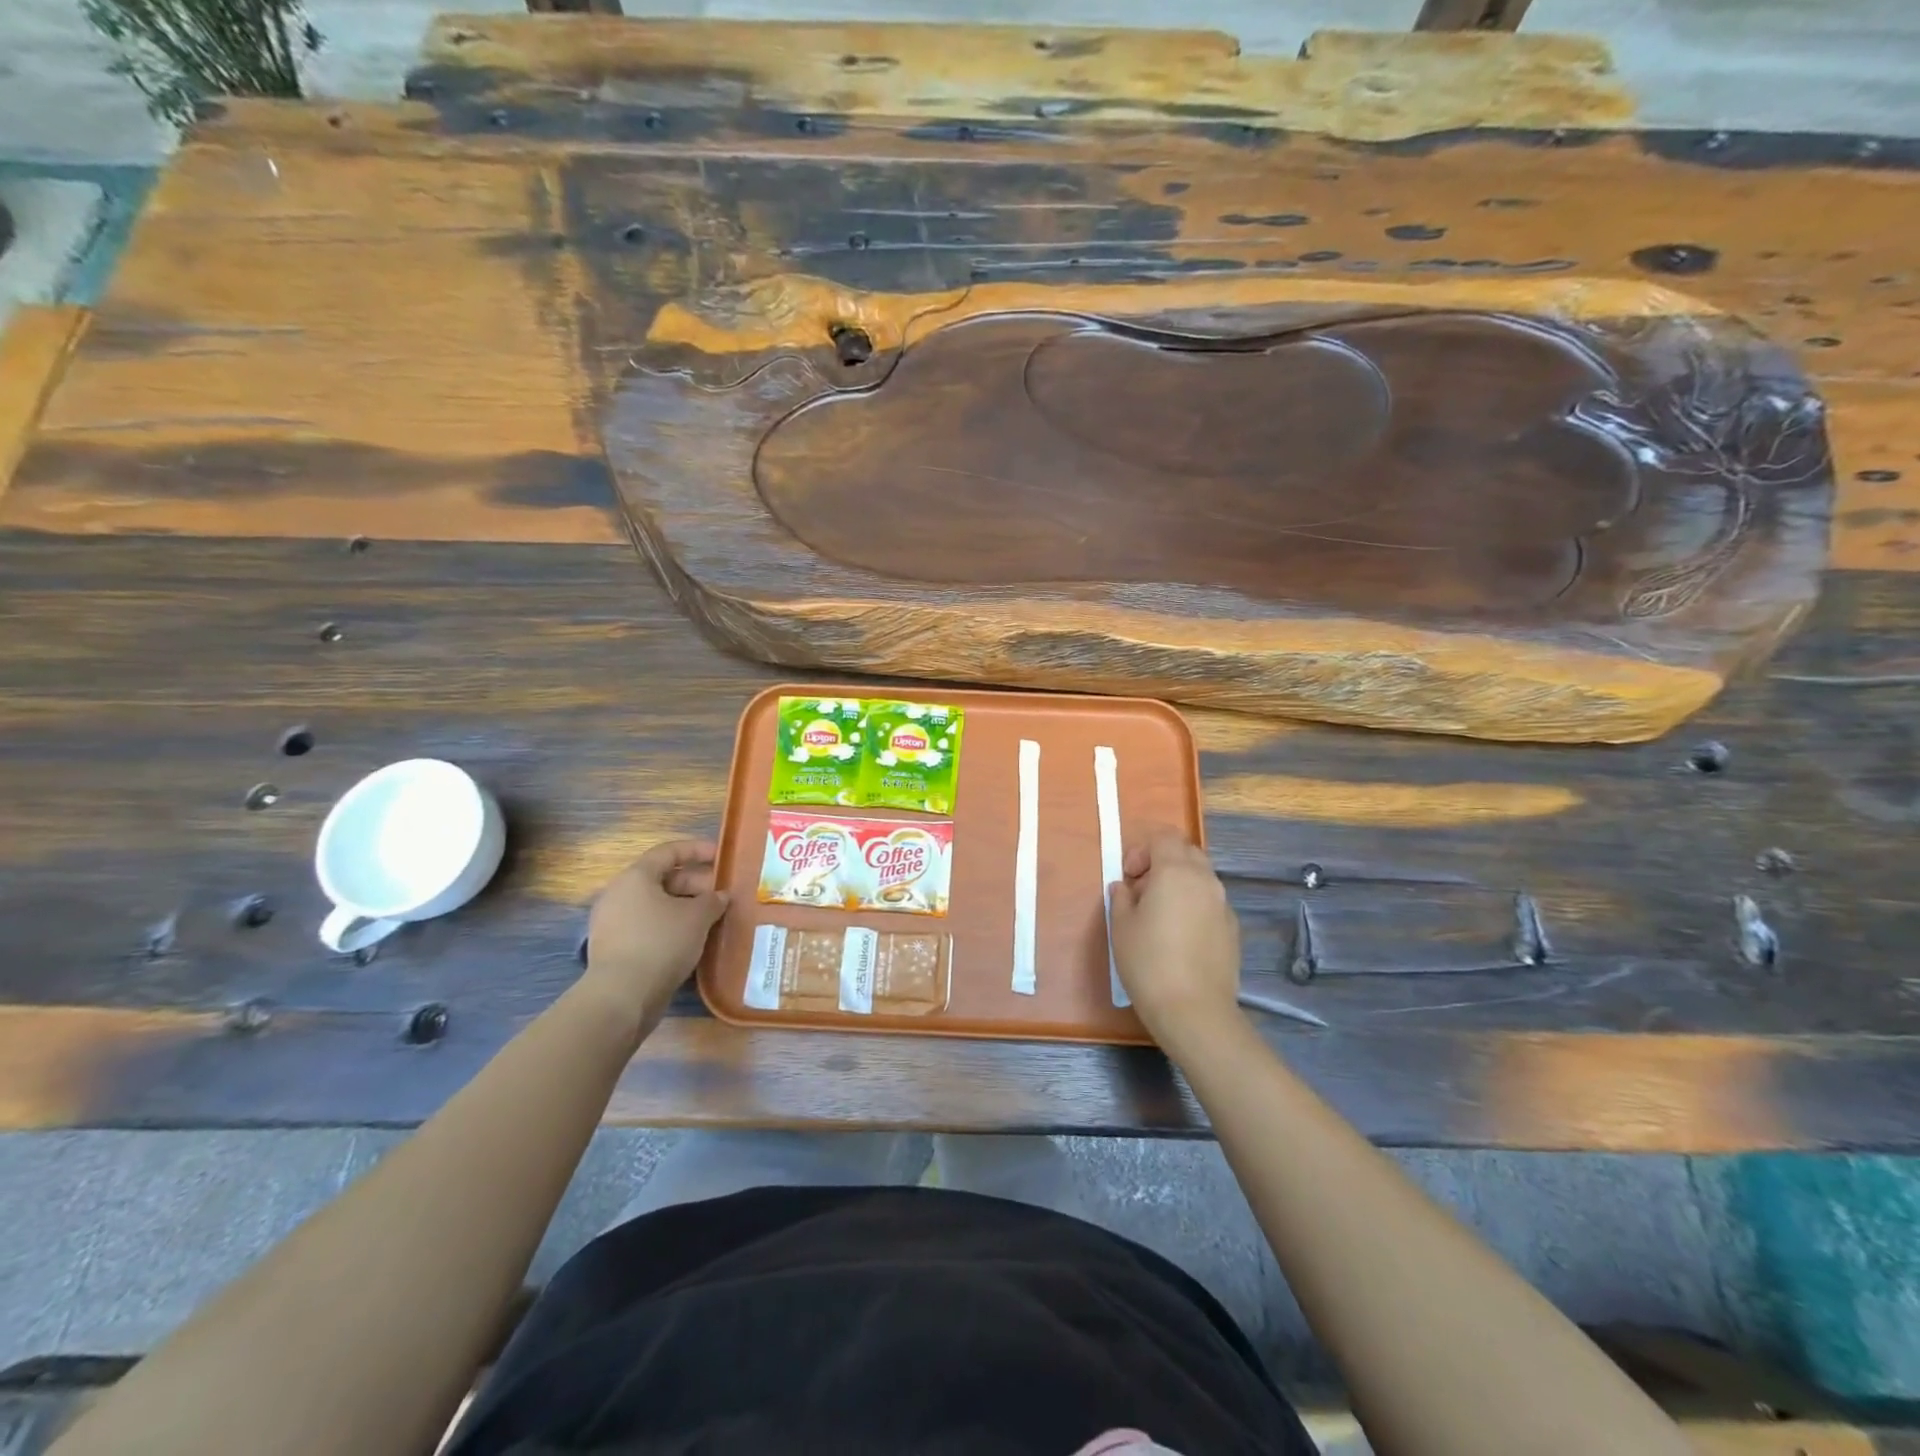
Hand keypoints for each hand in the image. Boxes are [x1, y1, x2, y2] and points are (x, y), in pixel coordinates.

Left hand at [582, 839, 729, 1027]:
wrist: (622, 996)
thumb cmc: (661, 943)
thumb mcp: (697, 917)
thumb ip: (713, 900)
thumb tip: (720, 896)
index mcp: (636, 877)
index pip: (669, 851)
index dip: (697, 850)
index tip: (721, 855)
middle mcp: (619, 893)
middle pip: (662, 878)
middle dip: (695, 883)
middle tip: (721, 894)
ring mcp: (612, 922)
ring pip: (655, 904)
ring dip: (684, 907)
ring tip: (711, 918)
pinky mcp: (614, 947)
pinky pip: (647, 926)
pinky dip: (670, 926)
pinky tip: (691, 940)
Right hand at [1109, 829, 1242, 1053]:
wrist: (1194, 1010)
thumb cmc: (1149, 962)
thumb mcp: (1121, 927)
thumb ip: (1122, 898)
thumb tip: (1126, 888)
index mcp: (1175, 872)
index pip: (1164, 837)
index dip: (1142, 849)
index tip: (1128, 876)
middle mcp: (1205, 881)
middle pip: (1186, 852)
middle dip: (1163, 861)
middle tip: (1142, 889)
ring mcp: (1223, 905)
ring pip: (1201, 877)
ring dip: (1179, 883)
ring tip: (1159, 914)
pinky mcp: (1233, 929)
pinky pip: (1210, 902)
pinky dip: (1194, 905)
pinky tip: (1180, 936)